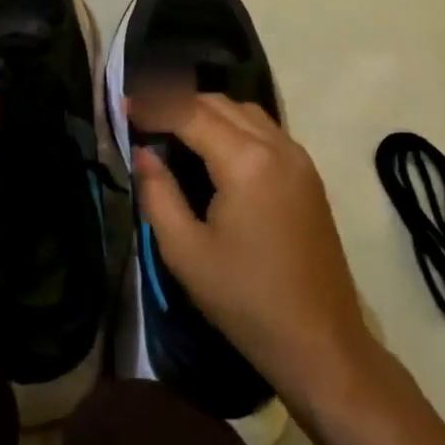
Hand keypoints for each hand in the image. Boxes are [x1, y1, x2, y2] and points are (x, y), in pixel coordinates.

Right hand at [130, 92, 374, 402]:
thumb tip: (143, 152)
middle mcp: (277, 146)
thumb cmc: (246, 300)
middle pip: (219, 103)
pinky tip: (212, 147)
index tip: (124, 104)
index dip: (154, 105)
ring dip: (207, 109)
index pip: (190, 113)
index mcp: (246, 161)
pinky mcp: (308, 175)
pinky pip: (265, 130)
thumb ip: (158, 193)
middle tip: (143, 115)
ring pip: (245, 111)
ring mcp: (298, 158)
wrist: (320, 342)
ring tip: (173, 127)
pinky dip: (233, 124)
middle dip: (178, 101)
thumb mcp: (186, 252)